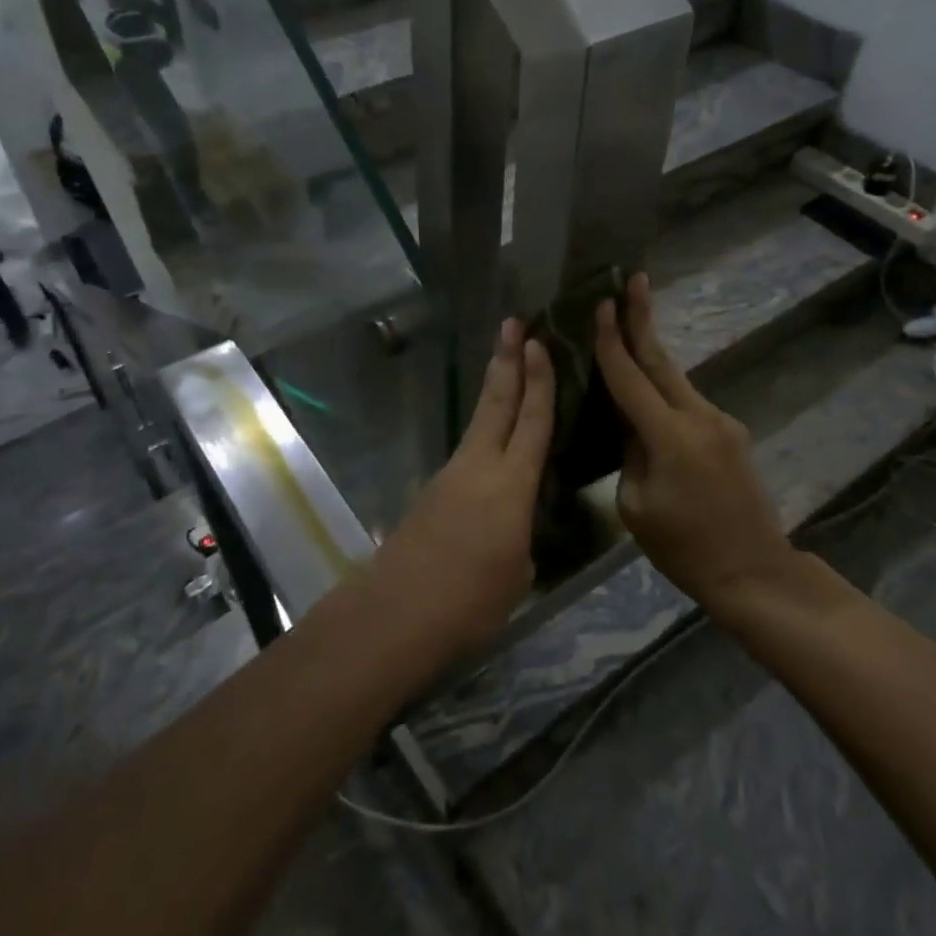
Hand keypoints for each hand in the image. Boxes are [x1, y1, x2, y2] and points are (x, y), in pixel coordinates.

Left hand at [367, 319, 553, 656]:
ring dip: (494, 394)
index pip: (532, 420)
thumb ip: (521, 539)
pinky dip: (482, 437)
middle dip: (506, 360)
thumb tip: (513, 531)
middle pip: (496, 402)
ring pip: (479, 424)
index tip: (538, 342)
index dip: (539, 380)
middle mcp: (479, 466)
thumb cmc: (470, 599)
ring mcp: (449, 477)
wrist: (396, 613)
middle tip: (512, 322)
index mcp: (512, 483)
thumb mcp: (517, 572)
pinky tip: (490, 450)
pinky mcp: (431, 494)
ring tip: (506, 371)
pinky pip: (466, 454)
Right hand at [595, 273, 792, 606]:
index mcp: (670, 437)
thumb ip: (629, 453)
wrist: (753, 571)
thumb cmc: (683, 547)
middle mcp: (699, 418)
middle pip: (662, 360)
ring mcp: (721, 423)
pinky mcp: (730, 434)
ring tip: (630, 324)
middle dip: (644, 318)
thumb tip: (629, 423)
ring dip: (651, 352)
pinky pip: (687, 402)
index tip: (603, 303)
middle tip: (633, 280)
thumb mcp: (635, 504)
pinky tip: (648, 389)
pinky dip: (664, 388)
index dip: (613, 340)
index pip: (631, 377)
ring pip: (676, 379)